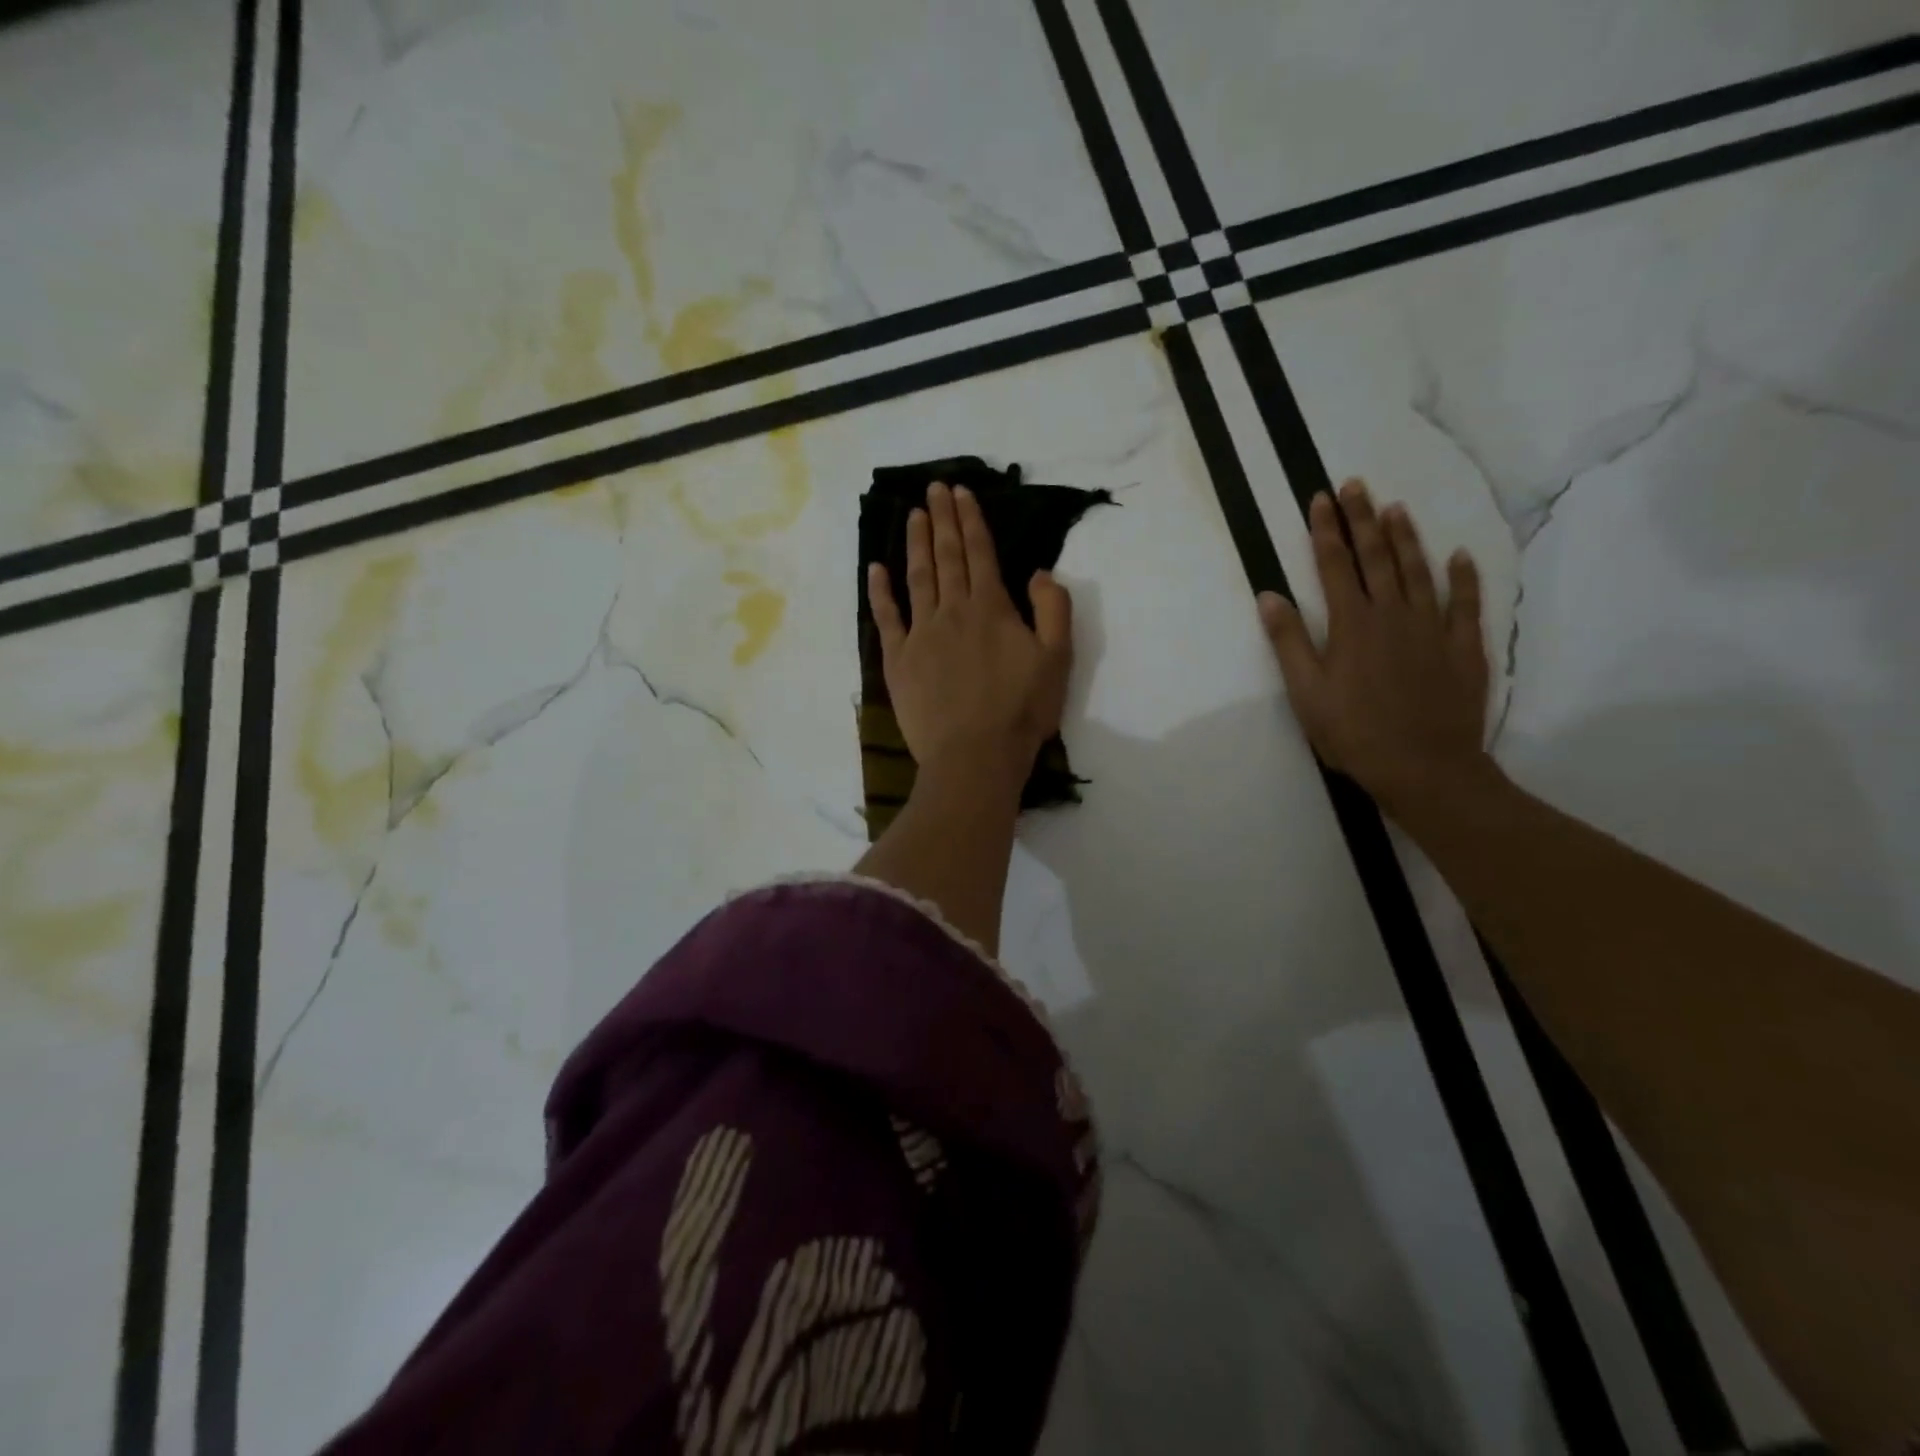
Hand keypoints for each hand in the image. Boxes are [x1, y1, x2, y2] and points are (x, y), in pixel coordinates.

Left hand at [869, 481, 1073, 796]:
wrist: (975, 756)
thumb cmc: (1021, 711)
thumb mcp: (1057, 659)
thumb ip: (1053, 609)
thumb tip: (1038, 572)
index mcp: (992, 608)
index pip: (980, 553)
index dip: (971, 520)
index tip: (961, 492)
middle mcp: (953, 611)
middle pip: (947, 557)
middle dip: (943, 520)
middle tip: (934, 488)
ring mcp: (921, 634)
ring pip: (917, 578)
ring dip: (916, 544)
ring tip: (913, 515)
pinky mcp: (899, 660)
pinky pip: (887, 617)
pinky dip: (880, 591)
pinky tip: (875, 568)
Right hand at [1257, 478, 1490, 816]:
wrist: (1424, 767)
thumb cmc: (1354, 733)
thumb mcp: (1306, 692)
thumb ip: (1289, 642)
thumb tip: (1269, 596)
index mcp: (1352, 625)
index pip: (1335, 566)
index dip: (1326, 531)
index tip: (1321, 499)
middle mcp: (1393, 615)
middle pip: (1377, 557)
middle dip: (1363, 519)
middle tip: (1356, 485)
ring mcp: (1433, 628)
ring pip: (1419, 571)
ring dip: (1406, 537)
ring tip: (1395, 508)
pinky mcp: (1463, 648)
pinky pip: (1466, 602)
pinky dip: (1463, 577)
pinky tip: (1459, 556)